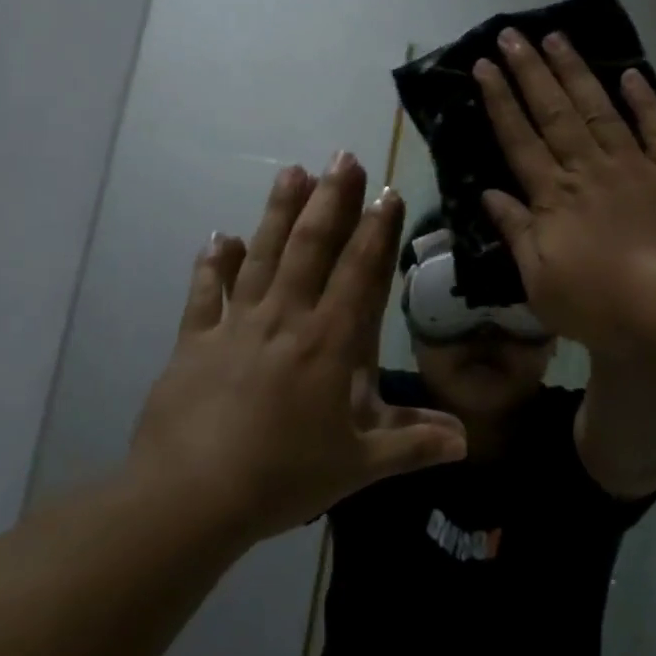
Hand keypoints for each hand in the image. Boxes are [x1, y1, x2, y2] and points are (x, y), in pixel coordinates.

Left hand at [132, 154, 466, 541]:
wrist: (189, 498)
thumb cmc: (281, 478)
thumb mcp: (357, 466)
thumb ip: (412, 445)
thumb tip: (466, 439)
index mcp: (327, 343)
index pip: (358, 272)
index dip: (376, 229)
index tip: (387, 191)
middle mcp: (284, 319)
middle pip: (310, 247)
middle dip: (330, 199)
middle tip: (342, 157)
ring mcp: (235, 326)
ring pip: (261, 255)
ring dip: (278, 212)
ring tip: (292, 172)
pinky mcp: (194, 341)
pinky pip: (205, 292)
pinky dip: (213, 263)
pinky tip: (220, 236)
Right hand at [474, 29, 655, 357]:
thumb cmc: (607, 305)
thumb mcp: (542, 285)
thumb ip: (517, 234)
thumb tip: (490, 195)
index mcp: (555, 198)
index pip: (519, 140)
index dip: (499, 101)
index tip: (483, 65)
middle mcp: (589, 170)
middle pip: (554, 112)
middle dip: (530, 71)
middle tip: (512, 33)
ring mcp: (634, 166)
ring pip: (598, 109)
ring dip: (575, 72)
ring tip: (557, 37)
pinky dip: (643, 99)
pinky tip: (629, 74)